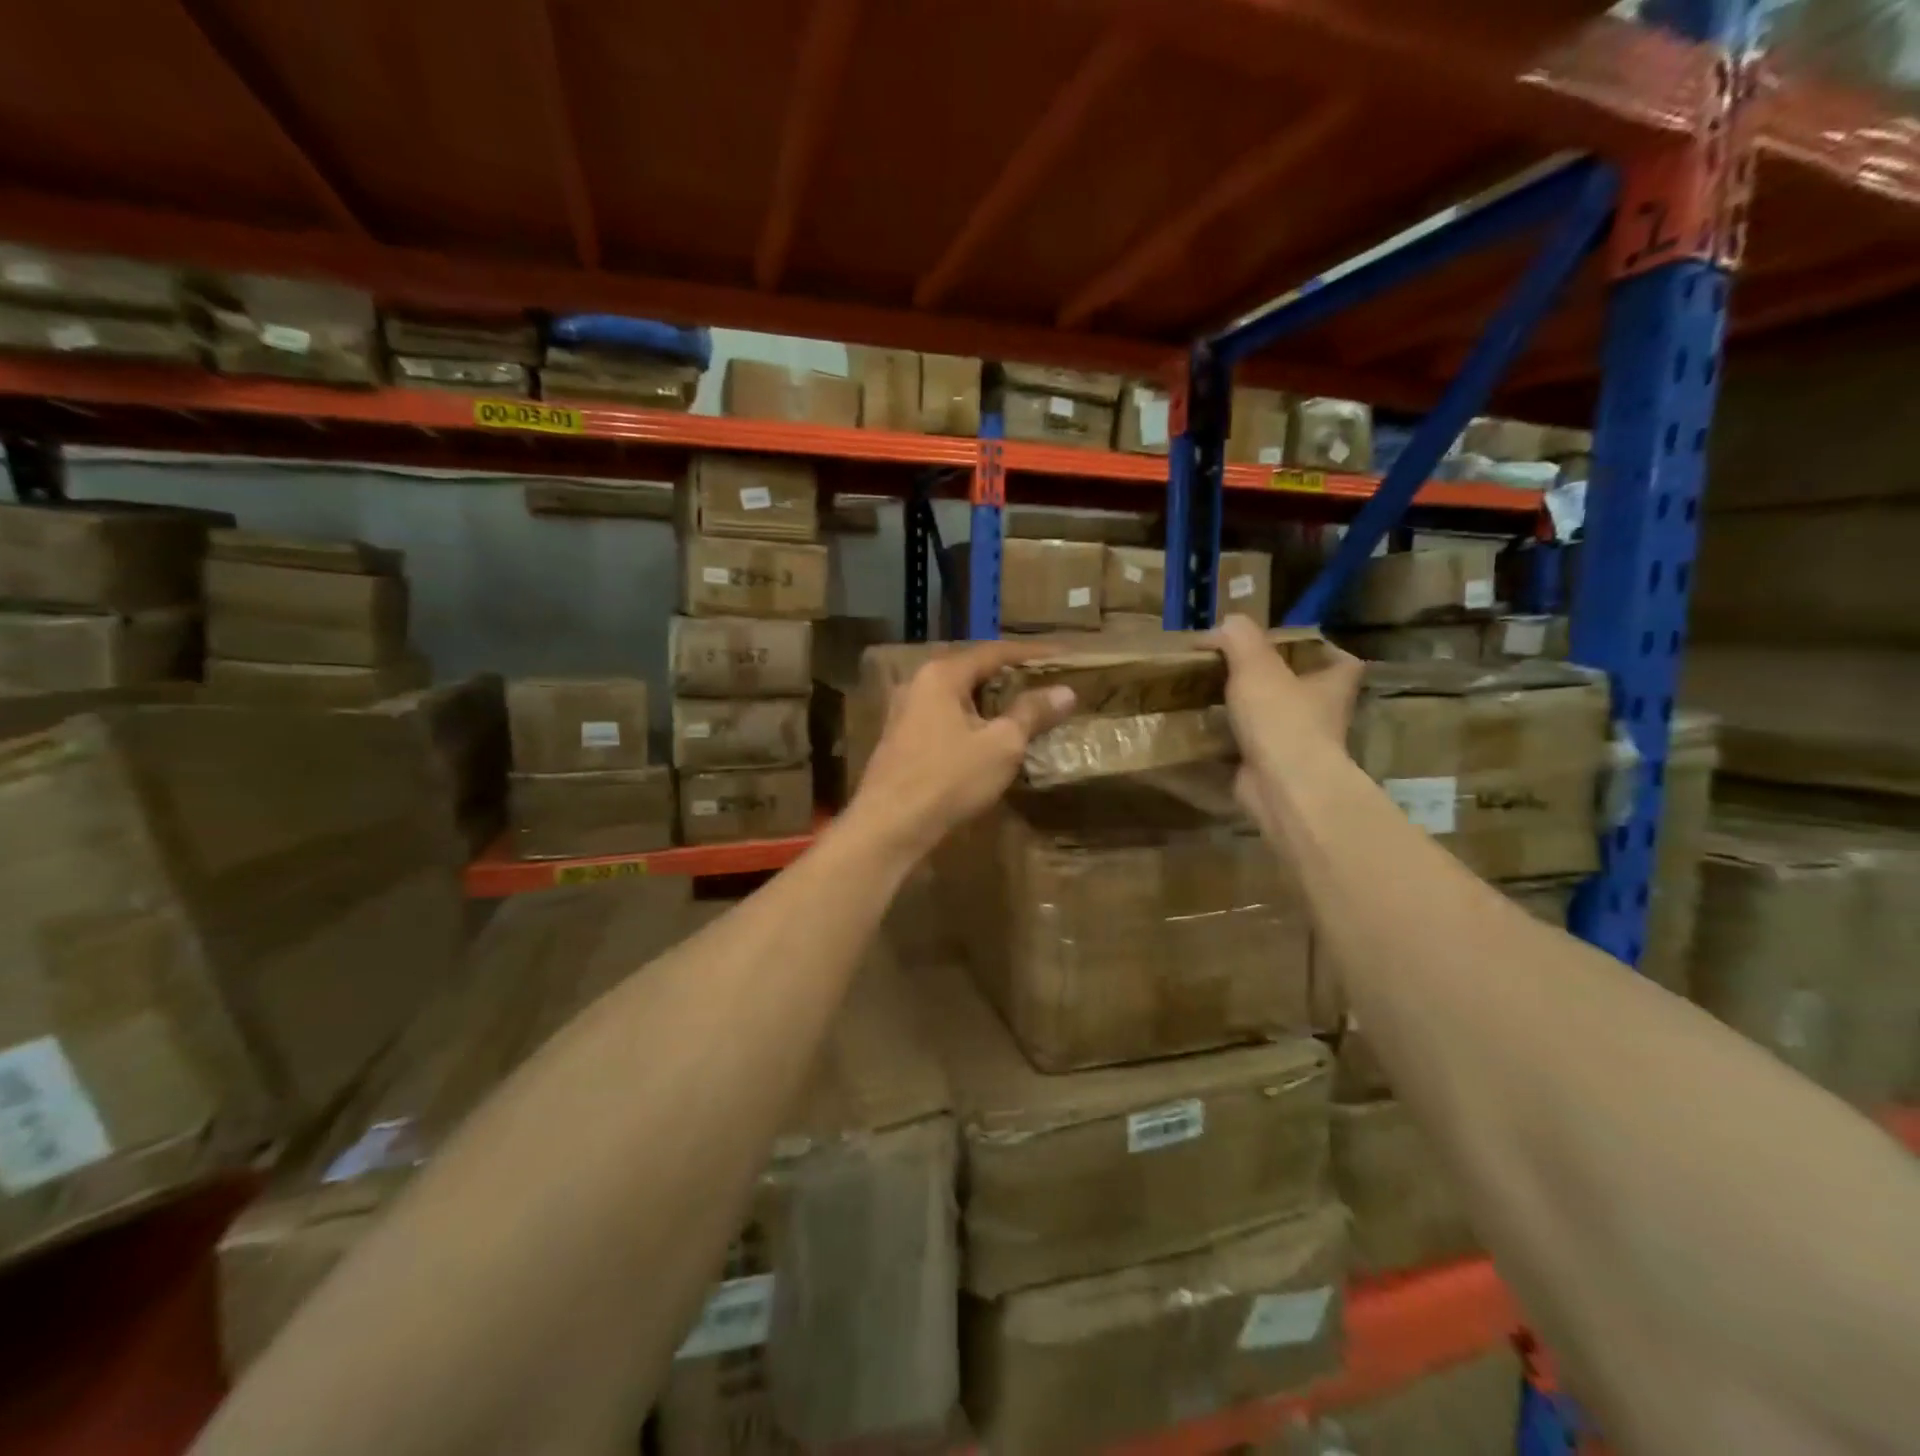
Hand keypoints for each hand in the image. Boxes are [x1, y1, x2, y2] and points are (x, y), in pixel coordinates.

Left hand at [845, 642, 1076, 861]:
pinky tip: (988, 736)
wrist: (889, 826)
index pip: (994, 652)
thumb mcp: (1001, 745)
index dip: (1032, 653)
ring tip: (1023, 709)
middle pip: (973, 670)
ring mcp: (904, 712)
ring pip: (957, 696)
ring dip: (990, 701)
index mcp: (941, 675)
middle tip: (1045, 683)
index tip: (1063, 657)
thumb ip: (1032, 713)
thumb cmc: (949, 779)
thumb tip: (1065, 691)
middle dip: (1010, 676)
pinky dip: (971, 720)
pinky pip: (944, 717)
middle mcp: (918, 684)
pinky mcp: (901, 740)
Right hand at [1208, 615, 1363, 836]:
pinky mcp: (1276, 769)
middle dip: (1273, 681)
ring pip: (1276, 720)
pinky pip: (1252, 748)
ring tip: (1212, 696)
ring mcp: (1302, 745)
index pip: (1337, 658)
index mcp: (1333, 683)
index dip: (1316, 649)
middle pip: (1303, 689)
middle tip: (1234, 669)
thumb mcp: (1255, 664)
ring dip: (1250, 712)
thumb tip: (1224, 624)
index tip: (1283, 645)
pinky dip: (1232, 741)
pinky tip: (1204, 731)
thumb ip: (1239, 638)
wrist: (1283, 786)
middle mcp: (1325, 714)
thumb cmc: (1281, 718)